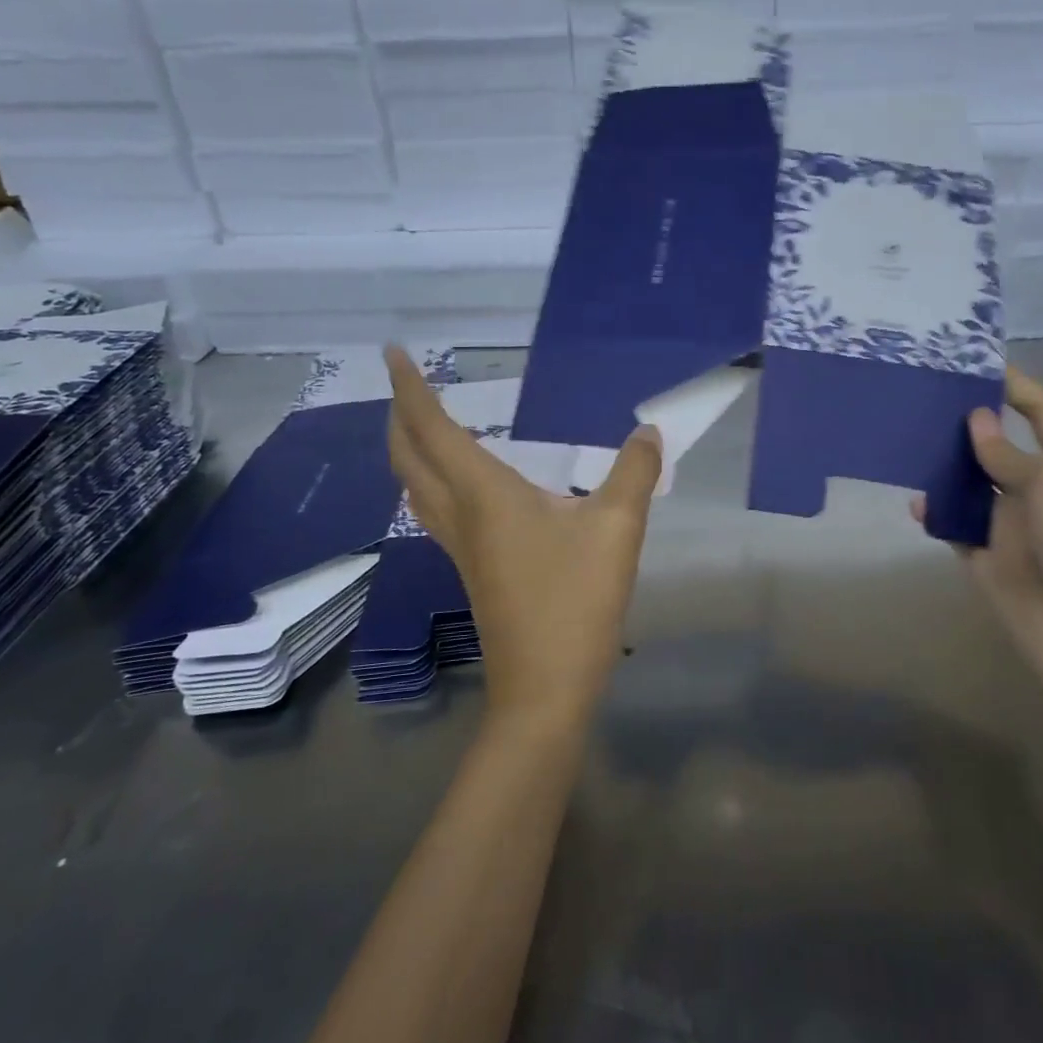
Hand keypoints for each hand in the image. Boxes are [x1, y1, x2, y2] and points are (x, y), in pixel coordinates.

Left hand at [384, 347, 662, 729]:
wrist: (544, 689)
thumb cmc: (575, 602)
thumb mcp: (617, 529)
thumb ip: (634, 472)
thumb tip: (648, 432)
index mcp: (484, 495)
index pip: (434, 429)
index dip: (409, 389)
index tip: (393, 353)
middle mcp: (461, 516)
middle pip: (408, 458)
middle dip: (399, 415)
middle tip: (405, 383)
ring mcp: (461, 547)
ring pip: (415, 487)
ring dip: (409, 449)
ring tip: (425, 424)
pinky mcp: (474, 570)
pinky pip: (436, 509)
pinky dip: (432, 479)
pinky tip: (463, 483)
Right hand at [915, 365, 1042, 718]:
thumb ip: (1009, 454)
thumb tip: (975, 421)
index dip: (1017, 387)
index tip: (978, 361)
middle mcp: (1039, 491)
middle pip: (998, 448)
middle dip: (967, 424)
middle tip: (921, 397)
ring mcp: (1011, 528)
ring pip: (970, 487)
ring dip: (944, 467)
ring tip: (905, 439)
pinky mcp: (986, 561)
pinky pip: (954, 528)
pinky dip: (935, 514)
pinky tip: (914, 502)